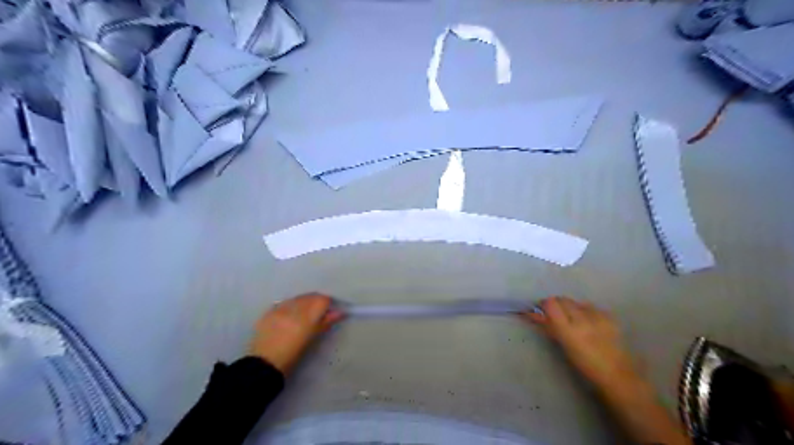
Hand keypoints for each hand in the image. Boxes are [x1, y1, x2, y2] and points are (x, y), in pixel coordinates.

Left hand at [247, 296, 344, 375]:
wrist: (264, 364)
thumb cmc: (293, 355)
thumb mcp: (312, 338)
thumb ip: (326, 322)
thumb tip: (340, 312)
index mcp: (306, 317)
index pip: (323, 300)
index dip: (328, 304)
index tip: (330, 311)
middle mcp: (293, 308)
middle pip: (311, 296)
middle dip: (317, 301)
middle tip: (319, 312)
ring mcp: (280, 308)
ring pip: (298, 298)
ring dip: (304, 302)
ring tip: (304, 314)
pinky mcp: (269, 311)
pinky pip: (285, 302)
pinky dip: (291, 306)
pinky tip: (290, 316)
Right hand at [526, 299, 636, 388]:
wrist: (617, 374)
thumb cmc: (584, 364)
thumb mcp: (563, 345)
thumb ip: (548, 327)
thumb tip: (533, 313)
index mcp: (567, 330)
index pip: (551, 304)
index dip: (545, 305)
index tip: (542, 310)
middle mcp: (582, 319)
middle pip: (563, 299)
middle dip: (557, 305)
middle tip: (557, 315)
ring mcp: (597, 316)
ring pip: (576, 302)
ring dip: (572, 307)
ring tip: (575, 320)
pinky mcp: (609, 316)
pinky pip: (591, 307)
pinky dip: (586, 311)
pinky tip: (589, 322)